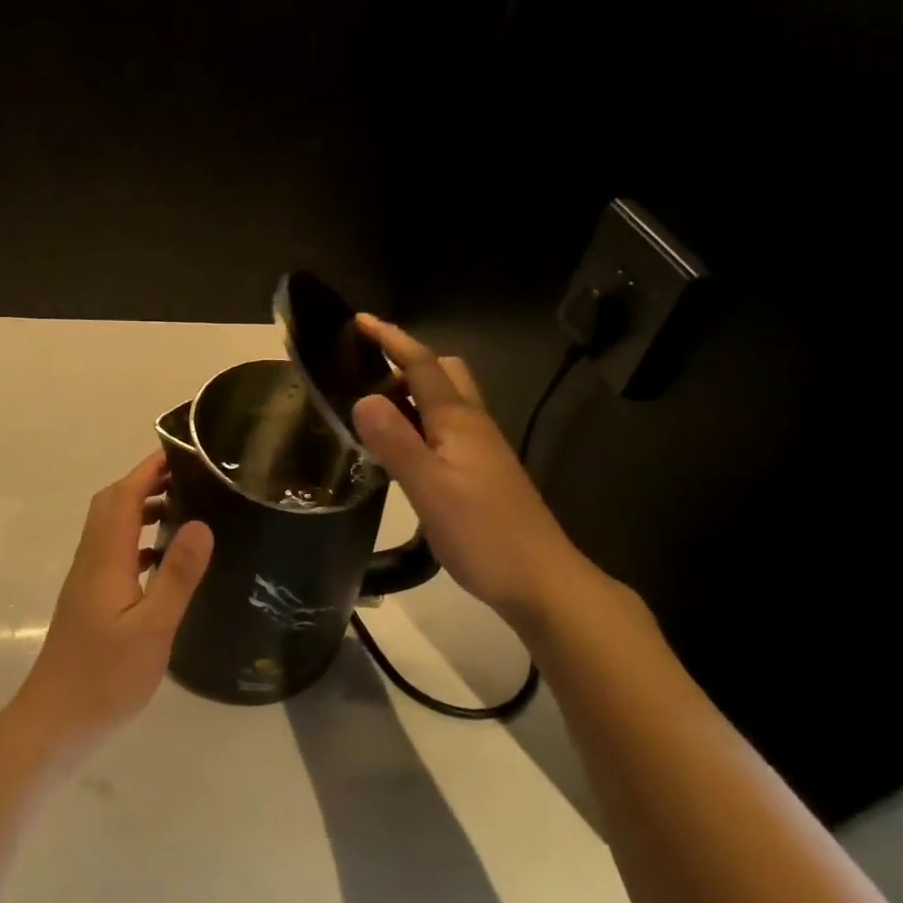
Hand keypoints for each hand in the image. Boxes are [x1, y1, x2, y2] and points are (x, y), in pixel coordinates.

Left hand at [7, 452, 213, 759]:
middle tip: (187, 477)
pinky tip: (161, 559)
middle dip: (144, 482)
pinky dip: (136, 540)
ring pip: (110, 527)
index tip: (180, 453)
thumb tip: (201, 523)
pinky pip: (113, 551)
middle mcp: (91, 560)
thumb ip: (177, 575)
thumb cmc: (105, 677)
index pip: (122, 496)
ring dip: (139, 509)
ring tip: (182, 509)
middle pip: (111, 504)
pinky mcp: (88, 599)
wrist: (54, 722)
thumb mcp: (152, 628)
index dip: (148, 470)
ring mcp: (87, 580)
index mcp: (105, 558)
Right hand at [352, 316, 587, 625]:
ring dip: (411, 392)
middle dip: (406, 360)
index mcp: (458, 420)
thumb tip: (363, 398)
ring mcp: (481, 449)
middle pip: (443, 373)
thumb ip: (395, 442)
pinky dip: (419, 422)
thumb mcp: (429, 488)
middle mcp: (473, 424)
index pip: (421, 365)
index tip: (360, 321)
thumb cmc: (483, 533)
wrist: (542, 581)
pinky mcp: (482, 472)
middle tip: (367, 371)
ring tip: (372, 406)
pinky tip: (401, 448)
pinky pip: (445, 428)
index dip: (391, 339)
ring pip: (446, 401)